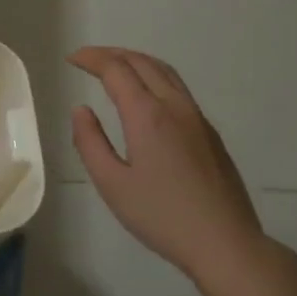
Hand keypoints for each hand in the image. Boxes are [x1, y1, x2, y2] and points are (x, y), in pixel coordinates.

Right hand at [68, 47, 296, 295]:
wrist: (224, 241)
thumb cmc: (161, 216)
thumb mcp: (112, 184)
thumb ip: (90, 143)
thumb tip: (81, 110)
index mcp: (148, 115)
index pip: (116, 70)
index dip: (92, 59)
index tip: (72, 58)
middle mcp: (175, 106)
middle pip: (143, 62)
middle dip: (112, 54)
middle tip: (88, 59)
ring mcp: (197, 118)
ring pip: (165, 72)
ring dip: (136, 61)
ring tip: (114, 68)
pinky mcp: (209, 132)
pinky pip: (178, 88)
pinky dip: (154, 77)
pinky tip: (146, 95)